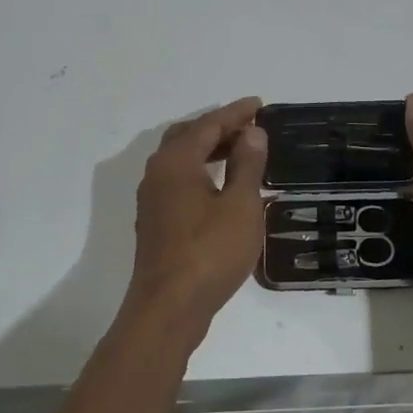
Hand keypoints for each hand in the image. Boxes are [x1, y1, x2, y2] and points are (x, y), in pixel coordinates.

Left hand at [127, 97, 266, 344]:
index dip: (235, 113)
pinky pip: (178, 181)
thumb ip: (247, 164)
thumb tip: (252, 133)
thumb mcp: (241, 205)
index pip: (208, 124)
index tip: (259, 104)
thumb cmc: (210, 251)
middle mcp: (158, 173)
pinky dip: (199, 171)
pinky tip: (220, 186)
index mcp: (176, 161)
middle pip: (188, 137)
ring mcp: (152, 199)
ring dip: (208, 150)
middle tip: (249, 128)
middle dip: (218, 128)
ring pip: (180, 160)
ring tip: (240, 152)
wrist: (168, 308)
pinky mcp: (155, 222)